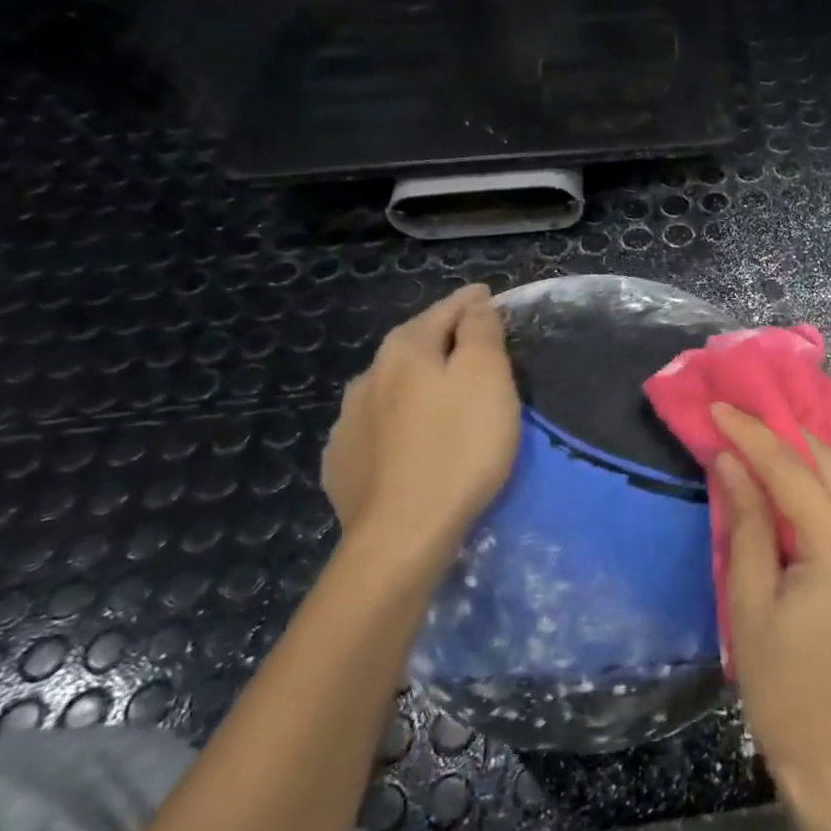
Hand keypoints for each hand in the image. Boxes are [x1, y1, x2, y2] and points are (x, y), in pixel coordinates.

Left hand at [321, 284, 520, 576]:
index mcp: (405, 350)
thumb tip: (475, 302)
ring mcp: (348, 422)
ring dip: (416, 381)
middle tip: (472, 344)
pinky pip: (376, 426)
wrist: (403, 533)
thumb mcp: (487, 378)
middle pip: (413, 345)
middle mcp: (368, 376)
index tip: (488, 297)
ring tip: (439, 392)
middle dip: (442, 339)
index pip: (445, 310)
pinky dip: (397, 420)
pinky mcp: (343, 463)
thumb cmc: (459, 448)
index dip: (471, 303)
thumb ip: (481, 332)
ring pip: (390, 386)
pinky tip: (408, 436)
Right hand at [711, 403, 830, 810]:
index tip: (720, 408)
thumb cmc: (781, 686)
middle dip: (783, 439)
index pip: (791, 472)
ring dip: (828, 462)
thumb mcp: (749, 603)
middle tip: (741, 433)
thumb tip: (731, 461)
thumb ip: (747, 523)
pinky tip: (820, 506)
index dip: (752, 435)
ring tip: (784, 475)